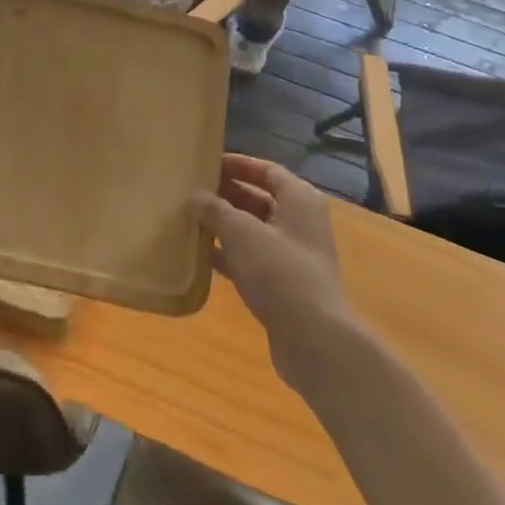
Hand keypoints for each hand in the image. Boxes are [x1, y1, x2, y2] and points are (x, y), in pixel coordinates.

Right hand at [193, 156, 352, 385]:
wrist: (313, 340)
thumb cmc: (279, 271)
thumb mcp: (241, 232)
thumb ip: (215, 210)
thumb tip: (195, 197)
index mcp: (299, 199)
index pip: (266, 170)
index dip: (237, 165)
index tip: (207, 164)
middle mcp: (301, 222)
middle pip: (260, 199)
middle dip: (227, 195)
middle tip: (193, 193)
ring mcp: (294, 255)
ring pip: (254, 231)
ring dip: (225, 226)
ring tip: (191, 220)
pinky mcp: (285, 284)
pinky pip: (253, 258)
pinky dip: (230, 254)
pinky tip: (202, 256)